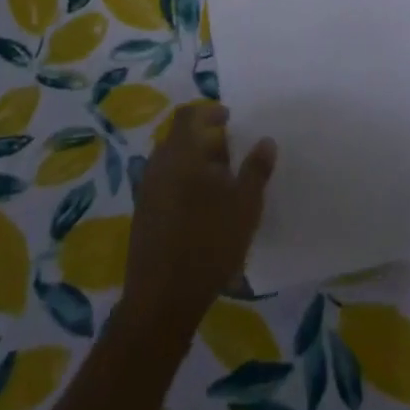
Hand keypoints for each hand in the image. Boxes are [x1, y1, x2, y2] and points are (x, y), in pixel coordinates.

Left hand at [122, 102, 275, 338]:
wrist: (162, 298)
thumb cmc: (209, 242)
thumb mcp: (245, 205)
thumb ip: (256, 170)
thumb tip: (265, 141)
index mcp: (181, 153)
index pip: (188, 115)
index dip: (209, 111)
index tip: (230, 118)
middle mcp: (158, 165)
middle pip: (180, 139)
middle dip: (206, 141)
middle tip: (232, 156)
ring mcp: (147, 191)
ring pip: (173, 163)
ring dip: (196, 165)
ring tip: (223, 185)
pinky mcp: (144, 215)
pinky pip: (166, 185)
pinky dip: (185, 185)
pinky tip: (204, 211)